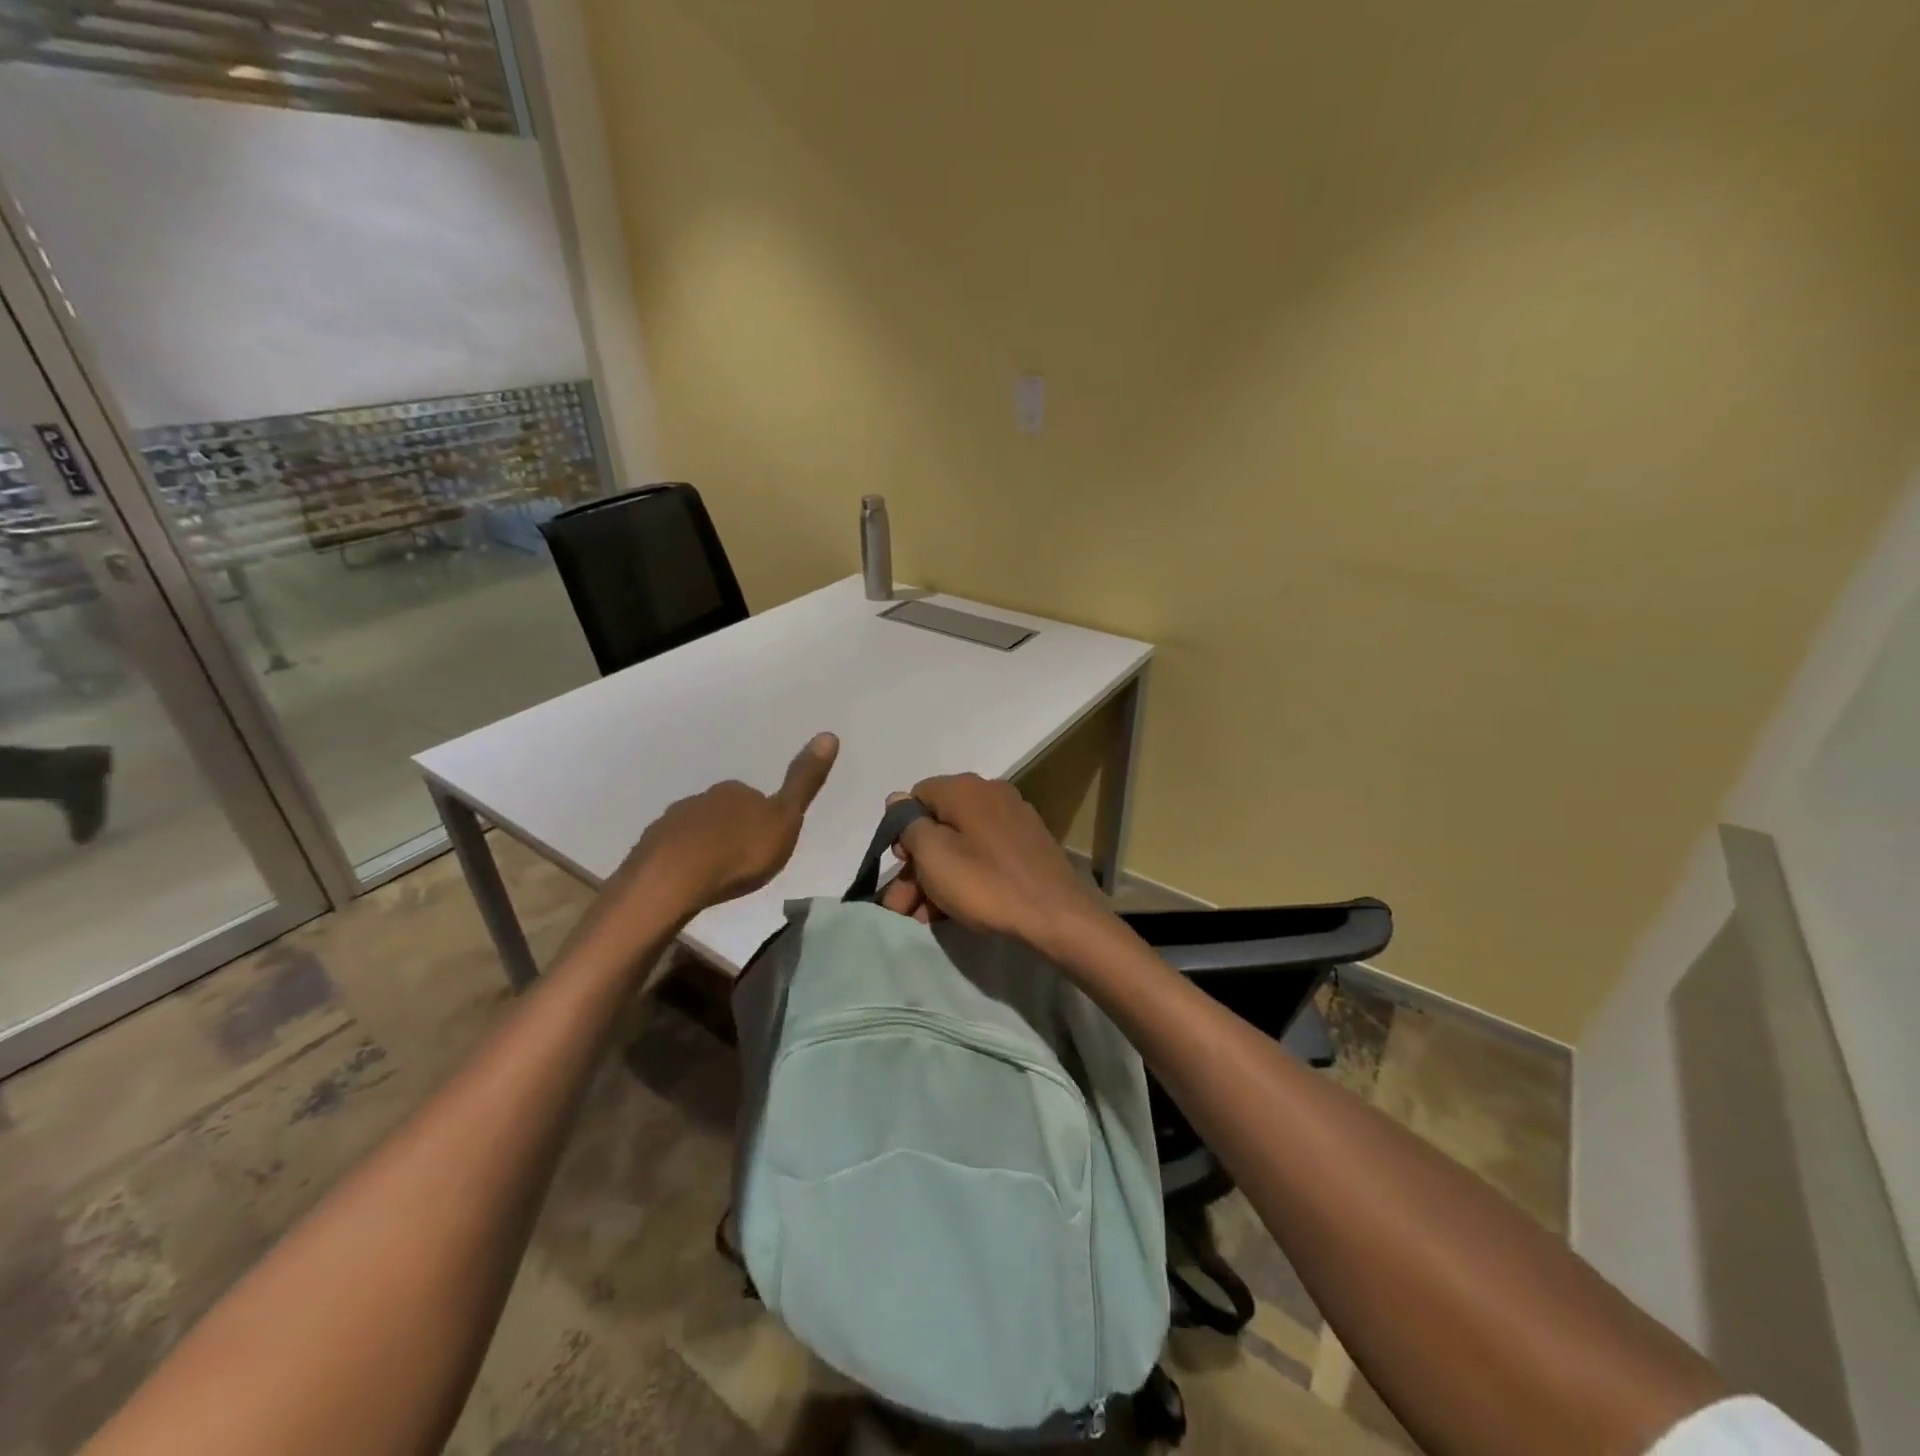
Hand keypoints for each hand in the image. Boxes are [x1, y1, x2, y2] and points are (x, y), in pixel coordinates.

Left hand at [606, 733, 839, 924]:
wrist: (674, 879)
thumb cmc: (739, 852)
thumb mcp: (785, 820)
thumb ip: (803, 782)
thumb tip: (829, 734)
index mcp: (736, 791)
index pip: (754, 797)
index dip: (762, 819)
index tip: (766, 843)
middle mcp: (703, 798)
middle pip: (723, 812)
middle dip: (732, 831)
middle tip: (743, 862)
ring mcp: (672, 822)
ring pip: (696, 830)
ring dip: (706, 847)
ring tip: (716, 875)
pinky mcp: (650, 848)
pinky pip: (673, 851)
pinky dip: (683, 862)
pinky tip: (689, 882)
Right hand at [883, 773, 1110, 953]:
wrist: (1056, 916)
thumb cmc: (986, 883)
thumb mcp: (934, 856)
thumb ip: (909, 825)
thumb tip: (897, 800)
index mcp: (965, 789)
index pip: (917, 796)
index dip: (901, 830)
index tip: (900, 866)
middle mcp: (990, 794)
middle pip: (939, 825)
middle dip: (915, 865)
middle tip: (900, 905)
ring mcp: (1013, 820)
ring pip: (960, 845)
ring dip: (935, 878)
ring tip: (921, 918)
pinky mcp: (1027, 847)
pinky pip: (983, 856)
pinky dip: (964, 878)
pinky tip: (951, 912)